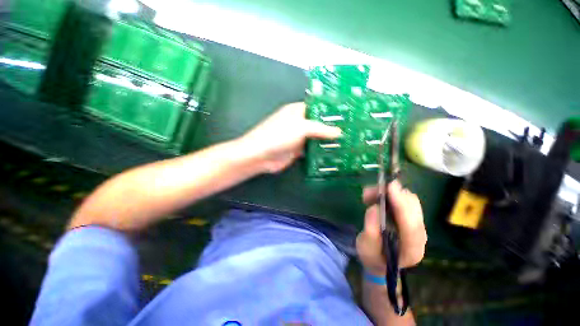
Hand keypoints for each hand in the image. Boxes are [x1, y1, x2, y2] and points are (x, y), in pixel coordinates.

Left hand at [239, 102, 341, 172]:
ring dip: (327, 140)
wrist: (261, 155)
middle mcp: (298, 123)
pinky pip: (311, 149)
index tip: (347, 113)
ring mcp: (298, 137)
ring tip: (346, 141)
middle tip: (350, 129)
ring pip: (315, 137)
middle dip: (331, 126)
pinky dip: (320, 151)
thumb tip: (339, 132)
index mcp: (297, 111)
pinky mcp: (297, 150)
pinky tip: (333, 153)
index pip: (317, 107)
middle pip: (318, 123)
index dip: (330, 109)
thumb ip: (321, 129)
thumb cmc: (279, 135)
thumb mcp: (301, 128)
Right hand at [356, 180, 426, 273]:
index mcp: (411, 250)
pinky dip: (390, 194)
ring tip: (369, 195)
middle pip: (413, 209)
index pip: (411, 226)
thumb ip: (371, 230)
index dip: (401, 205)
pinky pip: (404, 200)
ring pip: (410, 201)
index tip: (390, 187)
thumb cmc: (372, 257)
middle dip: (393, 195)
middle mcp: (420, 237)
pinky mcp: (411, 218)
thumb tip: (374, 208)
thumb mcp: (366, 247)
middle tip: (370, 192)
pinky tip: (376, 196)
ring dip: (390, 193)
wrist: (380, 261)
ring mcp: (417, 226)